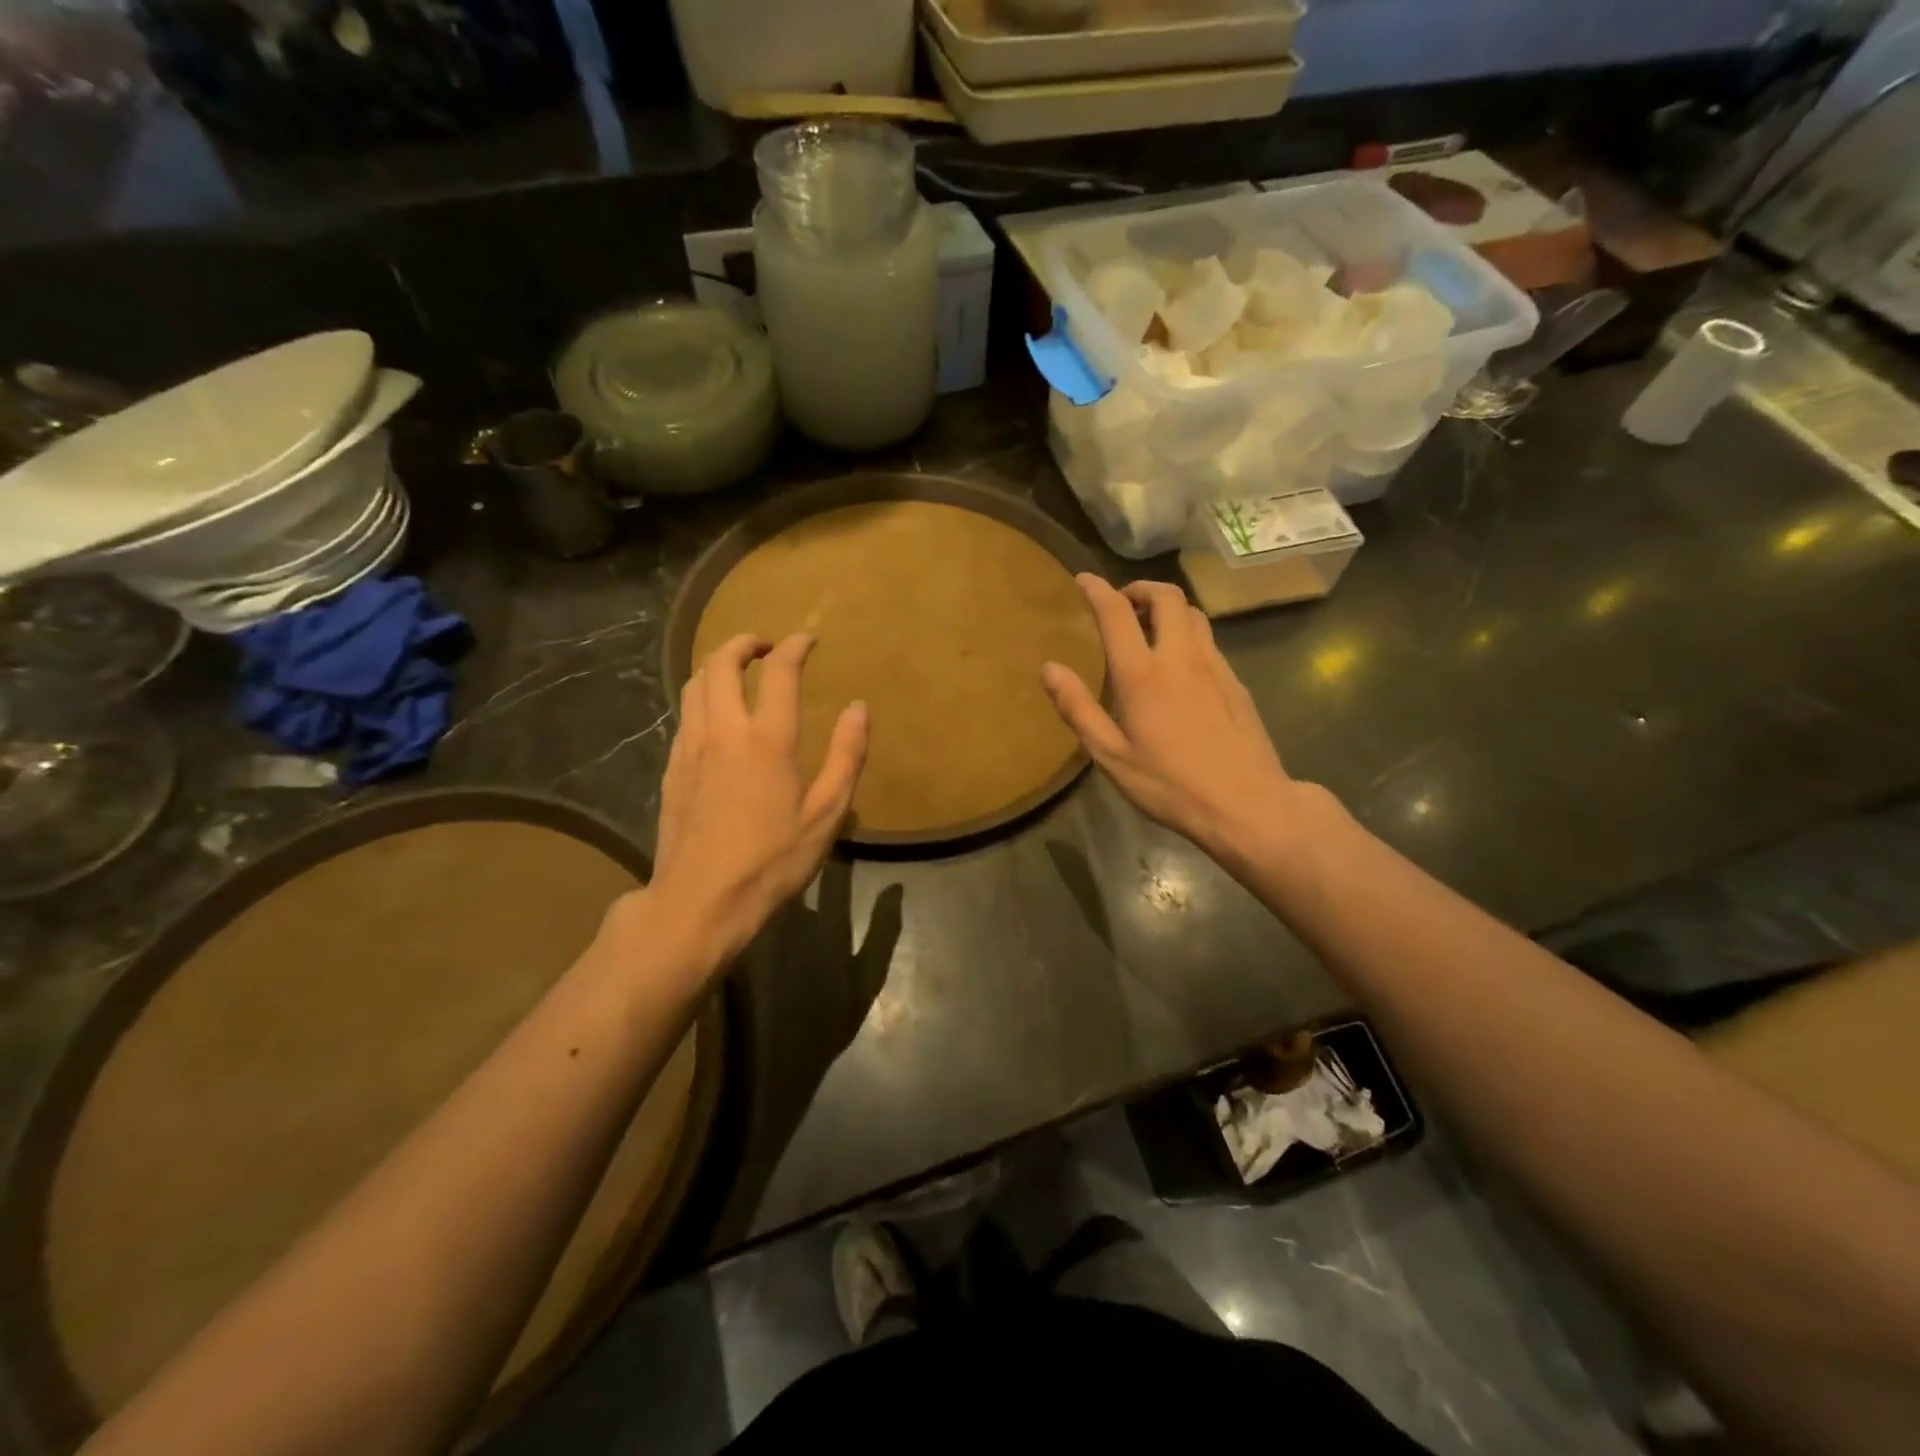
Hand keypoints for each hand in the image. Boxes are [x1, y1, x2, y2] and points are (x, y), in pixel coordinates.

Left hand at [631, 633, 866, 975]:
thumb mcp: (825, 814)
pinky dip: (702, 697)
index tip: (808, 640)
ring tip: (738, 670)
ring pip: (694, 684)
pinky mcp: (671, 769)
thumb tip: (858, 708)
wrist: (699, 900)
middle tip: (766, 646)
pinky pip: (684, 714)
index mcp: (766, 740)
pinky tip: (715, 716)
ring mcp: (690, 748)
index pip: (780, 672)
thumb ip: (845, 756)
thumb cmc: (771, 861)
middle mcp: (723, 731)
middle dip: (744, 643)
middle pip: (721, 663)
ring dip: (717, 665)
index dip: (795, 647)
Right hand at [1042, 576, 1300, 863]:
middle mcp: (1181, 658)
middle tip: (1122, 603)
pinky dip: (1188, 633)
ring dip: (1167, 608)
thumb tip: (1049, 669)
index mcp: (1143, 675)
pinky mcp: (1236, 682)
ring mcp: (1215, 667)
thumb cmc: (1170, 785)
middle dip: (1141, 588)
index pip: (1117, 613)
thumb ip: (1078, 709)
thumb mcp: (1112, 756)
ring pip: (1193, 614)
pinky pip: (1209, 640)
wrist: (1247, 804)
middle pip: (1166, 597)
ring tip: (1149, 627)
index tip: (1083, 580)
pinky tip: (1180, 664)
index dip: (1098, 590)